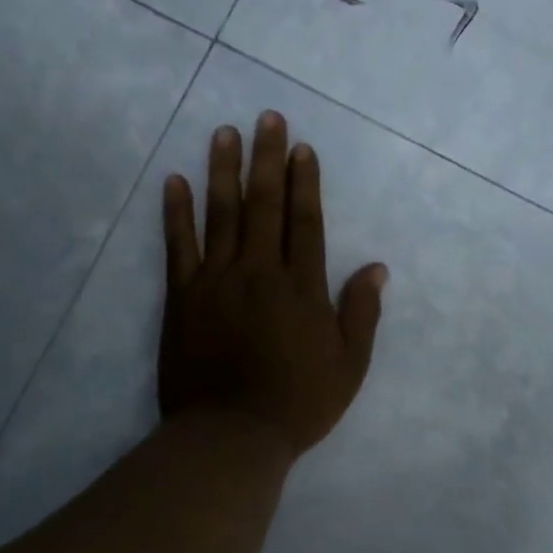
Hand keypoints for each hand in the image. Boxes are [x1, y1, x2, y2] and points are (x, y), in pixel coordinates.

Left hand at [159, 110, 387, 457]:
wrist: (231, 435)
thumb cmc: (297, 403)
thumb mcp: (349, 366)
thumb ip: (361, 313)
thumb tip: (377, 267)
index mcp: (301, 288)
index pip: (305, 222)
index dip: (304, 182)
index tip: (301, 147)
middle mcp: (259, 272)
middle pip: (264, 206)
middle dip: (267, 158)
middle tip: (267, 118)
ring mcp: (216, 281)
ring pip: (221, 215)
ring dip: (223, 171)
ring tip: (224, 133)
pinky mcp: (182, 297)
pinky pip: (178, 246)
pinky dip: (176, 213)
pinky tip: (175, 181)